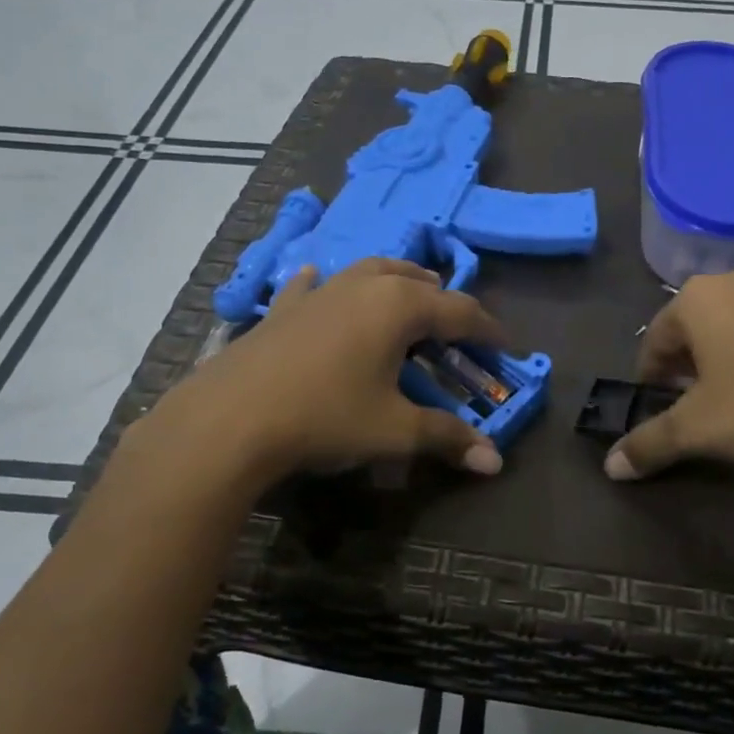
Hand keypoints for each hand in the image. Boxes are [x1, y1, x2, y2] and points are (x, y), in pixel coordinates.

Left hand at [135, 258, 508, 492]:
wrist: (230, 419)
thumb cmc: (325, 417)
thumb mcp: (394, 431)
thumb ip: (448, 438)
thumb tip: (496, 462)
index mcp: (400, 307)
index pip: (461, 311)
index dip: (488, 331)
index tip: (504, 348)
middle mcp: (365, 285)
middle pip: (419, 281)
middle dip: (445, 303)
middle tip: (457, 332)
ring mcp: (321, 291)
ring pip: (372, 271)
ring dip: (398, 283)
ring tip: (408, 301)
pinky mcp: (284, 307)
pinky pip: (314, 285)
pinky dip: (330, 285)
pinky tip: (320, 282)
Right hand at [607, 266, 733, 488]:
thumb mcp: (699, 429)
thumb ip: (650, 444)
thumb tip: (611, 468)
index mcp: (699, 298)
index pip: (655, 338)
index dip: (650, 378)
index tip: (658, 409)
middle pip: (695, 328)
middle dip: (687, 367)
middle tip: (694, 407)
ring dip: (725, 360)